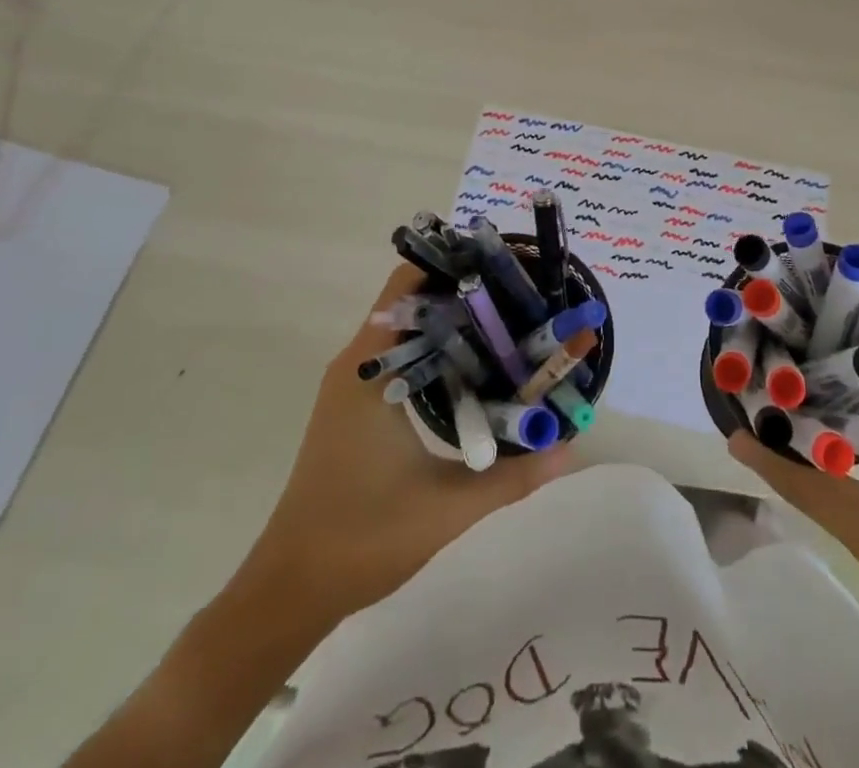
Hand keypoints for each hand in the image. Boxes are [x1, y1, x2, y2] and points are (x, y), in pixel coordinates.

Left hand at [224, 264, 571, 631]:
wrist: (289, 591)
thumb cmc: (361, 538)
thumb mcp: (446, 508)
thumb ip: (512, 477)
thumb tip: (569, 449)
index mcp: (368, 369)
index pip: (406, 286)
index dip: (452, 266)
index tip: (502, 267)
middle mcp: (356, 364)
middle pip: (411, 301)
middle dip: (463, 293)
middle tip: (519, 297)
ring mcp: (352, 386)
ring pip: (405, 330)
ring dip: (450, 323)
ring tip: (507, 324)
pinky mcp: (354, 407)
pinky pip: (399, 357)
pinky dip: (435, 351)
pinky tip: (474, 369)